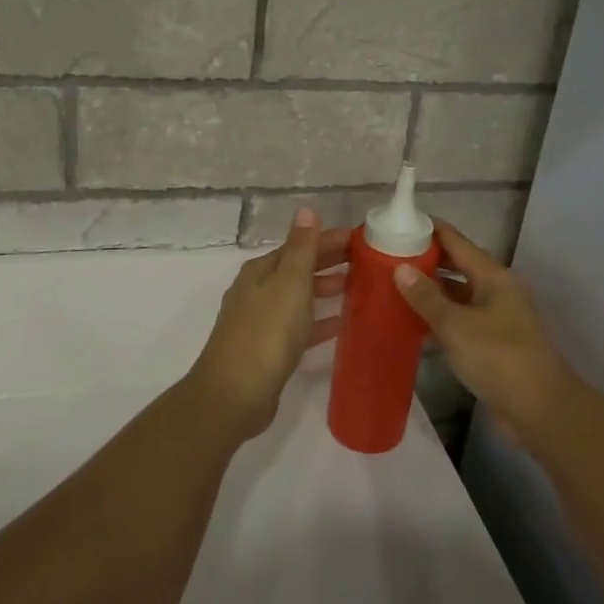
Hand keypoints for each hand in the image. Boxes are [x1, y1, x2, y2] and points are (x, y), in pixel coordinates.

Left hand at [188, 209, 350, 438]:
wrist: (234, 394)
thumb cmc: (266, 332)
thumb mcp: (289, 283)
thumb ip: (302, 248)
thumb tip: (306, 208)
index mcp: (261, 271)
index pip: (300, 245)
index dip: (329, 239)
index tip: (362, 238)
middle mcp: (258, 291)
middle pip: (299, 270)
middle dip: (330, 263)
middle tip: (368, 262)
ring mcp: (262, 322)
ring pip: (300, 298)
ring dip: (326, 291)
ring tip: (359, 289)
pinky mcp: (269, 350)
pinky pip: (300, 327)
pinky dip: (319, 322)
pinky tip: (341, 325)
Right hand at [394, 221, 579, 443]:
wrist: (540, 409)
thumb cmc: (498, 357)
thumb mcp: (456, 325)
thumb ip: (427, 297)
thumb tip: (401, 269)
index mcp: (494, 277)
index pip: (458, 242)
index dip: (431, 230)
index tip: (401, 223)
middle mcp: (498, 291)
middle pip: (458, 267)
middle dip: (427, 261)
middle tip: (389, 257)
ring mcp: (498, 318)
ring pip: (459, 296)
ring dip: (431, 292)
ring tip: (394, 287)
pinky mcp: (494, 344)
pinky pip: (461, 321)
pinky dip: (440, 319)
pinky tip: (414, 324)